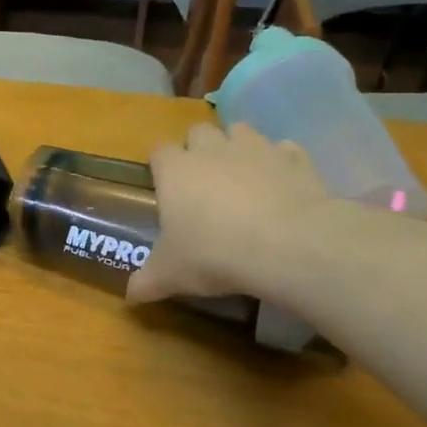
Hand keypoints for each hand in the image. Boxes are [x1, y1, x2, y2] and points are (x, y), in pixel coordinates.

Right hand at [127, 122, 332, 306]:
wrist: (288, 245)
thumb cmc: (214, 253)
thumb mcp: (171, 274)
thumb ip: (147, 281)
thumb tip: (131, 296)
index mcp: (175, 170)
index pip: (159, 151)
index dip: (160, 165)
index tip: (163, 186)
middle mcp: (212, 149)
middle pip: (198, 131)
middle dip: (199, 148)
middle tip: (202, 182)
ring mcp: (256, 149)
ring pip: (240, 131)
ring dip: (238, 148)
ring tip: (242, 179)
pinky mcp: (295, 159)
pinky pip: (284, 150)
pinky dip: (280, 163)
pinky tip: (281, 187)